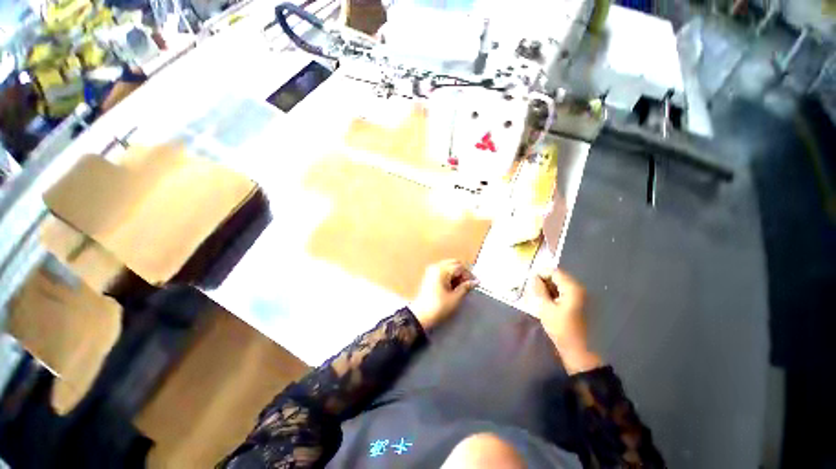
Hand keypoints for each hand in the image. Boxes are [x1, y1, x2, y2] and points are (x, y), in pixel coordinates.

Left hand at [410, 259, 478, 330]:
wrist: (420, 316)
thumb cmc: (438, 307)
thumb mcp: (455, 298)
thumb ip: (465, 287)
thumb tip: (476, 281)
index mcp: (442, 270)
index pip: (460, 267)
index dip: (469, 275)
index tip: (475, 284)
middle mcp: (436, 267)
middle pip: (454, 263)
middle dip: (462, 272)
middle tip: (468, 284)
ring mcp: (431, 270)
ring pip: (448, 266)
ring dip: (456, 273)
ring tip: (460, 287)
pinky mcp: (429, 276)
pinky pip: (443, 270)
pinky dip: (449, 275)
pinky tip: (452, 286)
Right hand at [526, 269, 602, 373]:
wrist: (580, 351)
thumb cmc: (562, 329)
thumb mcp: (545, 308)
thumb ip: (539, 290)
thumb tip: (533, 277)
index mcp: (572, 288)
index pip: (554, 272)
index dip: (540, 273)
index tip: (529, 281)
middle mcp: (580, 289)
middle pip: (559, 277)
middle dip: (544, 281)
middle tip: (532, 289)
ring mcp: (582, 297)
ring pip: (562, 285)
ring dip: (549, 288)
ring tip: (539, 296)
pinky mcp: (582, 304)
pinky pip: (566, 293)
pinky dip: (556, 294)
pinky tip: (548, 303)